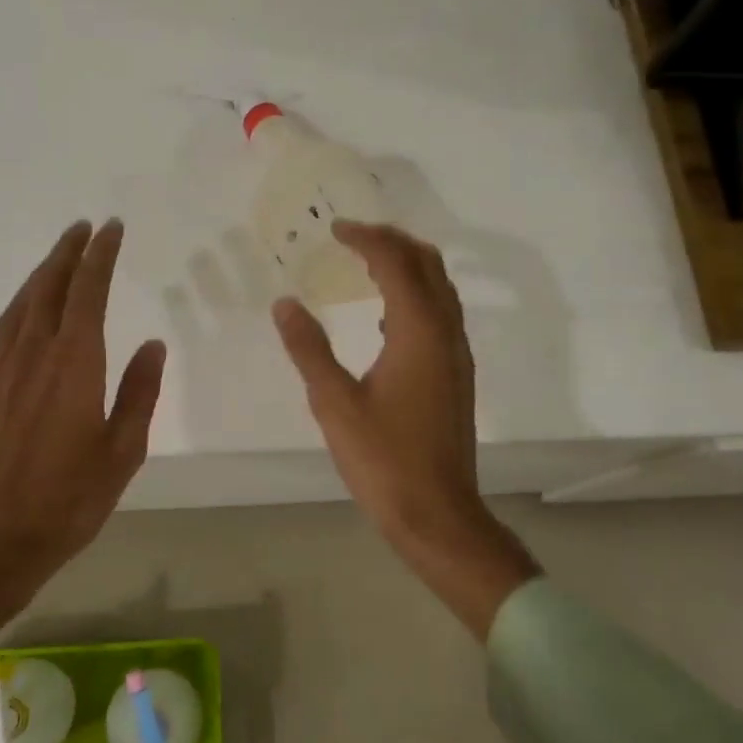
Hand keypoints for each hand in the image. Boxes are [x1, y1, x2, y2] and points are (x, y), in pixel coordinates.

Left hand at [0, 220, 166, 632]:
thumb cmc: (66, 502)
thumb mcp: (122, 453)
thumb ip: (139, 394)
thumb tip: (152, 344)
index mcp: (74, 365)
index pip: (88, 292)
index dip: (99, 256)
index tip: (111, 228)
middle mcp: (33, 354)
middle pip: (49, 287)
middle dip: (68, 252)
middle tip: (84, 227)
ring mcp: (0, 370)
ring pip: (22, 304)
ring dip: (42, 273)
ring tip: (59, 255)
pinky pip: (1, 328)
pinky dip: (18, 304)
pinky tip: (24, 307)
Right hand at [273, 221, 538, 636]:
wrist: (437, 512)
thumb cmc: (383, 459)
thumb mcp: (335, 403)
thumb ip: (309, 349)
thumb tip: (286, 304)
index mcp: (418, 332)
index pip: (396, 263)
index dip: (366, 239)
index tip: (335, 229)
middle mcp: (446, 333)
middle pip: (428, 265)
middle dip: (393, 242)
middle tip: (354, 237)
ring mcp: (457, 355)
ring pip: (440, 290)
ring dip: (408, 267)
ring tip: (368, 265)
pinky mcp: (457, 376)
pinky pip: (440, 316)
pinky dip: (415, 298)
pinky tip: (385, 319)